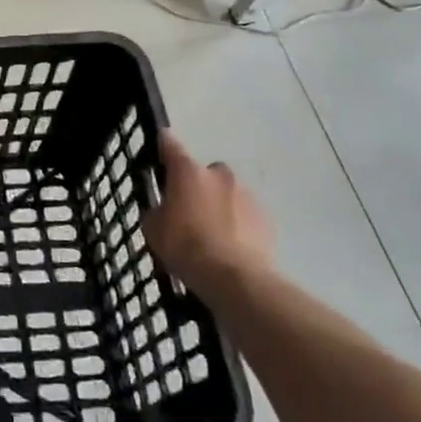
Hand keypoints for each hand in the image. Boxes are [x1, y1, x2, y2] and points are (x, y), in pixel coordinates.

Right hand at [143, 133, 275, 297]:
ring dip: (220, 206)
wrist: (235, 278)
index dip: (164, 143)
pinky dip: (239, 224)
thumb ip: (158, 211)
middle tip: (189, 211)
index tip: (161, 143)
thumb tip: (165, 210)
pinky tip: (231, 247)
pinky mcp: (267, 218)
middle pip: (205, 173)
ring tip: (212, 235)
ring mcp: (247, 194)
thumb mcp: (153, 229)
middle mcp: (219, 174)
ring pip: (228, 193)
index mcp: (188, 172)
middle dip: (198, 186)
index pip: (171, 145)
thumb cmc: (186, 247)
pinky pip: (246, 215)